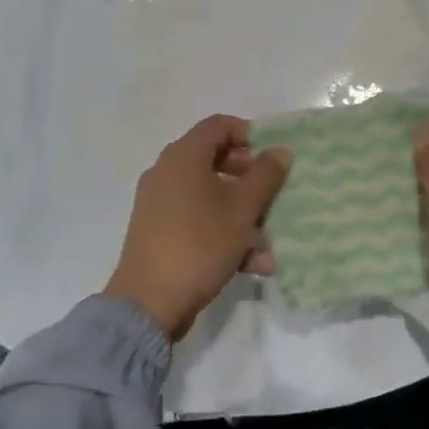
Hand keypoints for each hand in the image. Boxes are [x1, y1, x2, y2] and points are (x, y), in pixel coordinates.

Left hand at [105, 114, 291, 341]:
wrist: (148, 303)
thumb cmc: (199, 244)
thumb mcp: (242, 210)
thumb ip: (265, 175)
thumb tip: (280, 151)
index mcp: (183, 156)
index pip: (219, 125)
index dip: (249, 134)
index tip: (273, 157)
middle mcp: (167, 172)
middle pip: (215, 160)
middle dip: (249, 179)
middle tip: (273, 194)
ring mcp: (159, 203)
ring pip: (209, 195)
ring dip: (241, 214)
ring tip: (268, 244)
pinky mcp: (157, 231)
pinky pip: (197, 219)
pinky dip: (222, 233)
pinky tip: (251, 264)